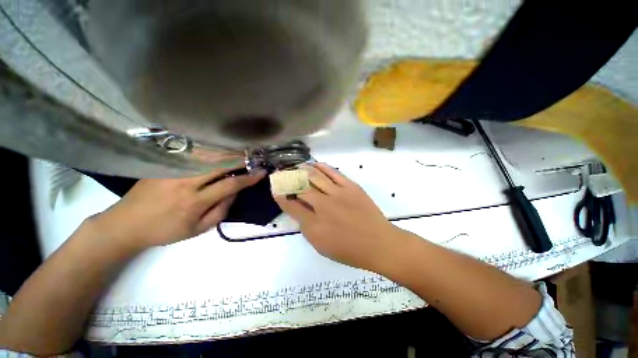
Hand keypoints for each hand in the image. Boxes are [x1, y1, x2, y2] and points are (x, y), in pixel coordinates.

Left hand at [92, 167, 265, 250]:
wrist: (126, 224)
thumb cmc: (165, 231)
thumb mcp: (197, 230)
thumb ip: (221, 211)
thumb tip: (235, 192)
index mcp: (195, 202)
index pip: (230, 184)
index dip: (248, 178)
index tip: (261, 173)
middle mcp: (186, 182)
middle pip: (220, 164)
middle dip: (240, 159)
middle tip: (252, 158)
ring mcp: (173, 171)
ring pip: (207, 156)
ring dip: (227, 154)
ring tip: (239, 154)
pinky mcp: (164, 165)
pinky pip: (193, 155)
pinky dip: (210, 152)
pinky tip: (218, 153)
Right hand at [273, 163, 401, 269]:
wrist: (378, 243)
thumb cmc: (349, 250)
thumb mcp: (321, 246)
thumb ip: (307, 227)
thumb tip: (299, 210)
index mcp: (314, 225)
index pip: (291, 206)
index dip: (281, 196)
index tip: (276, 190)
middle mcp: (323, 206)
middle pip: (300, 188)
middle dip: (288, 179)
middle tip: (282, 174)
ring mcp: (338, 194)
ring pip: (315, 176)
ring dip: (303, 170)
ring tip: (297, 166)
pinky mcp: (350, 187)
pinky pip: (333, 172)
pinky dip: (322, 167)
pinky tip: (315, 164)